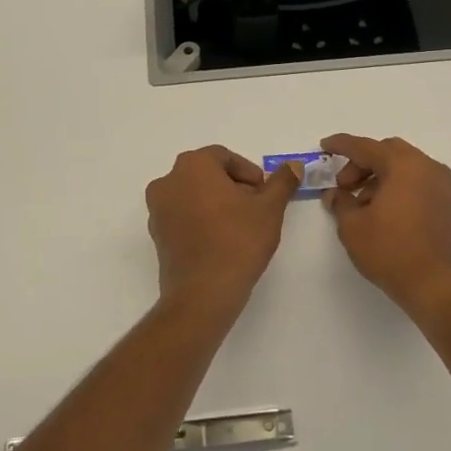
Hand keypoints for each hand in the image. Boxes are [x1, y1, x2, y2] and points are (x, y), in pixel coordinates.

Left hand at [145, 146, 303, 311]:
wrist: (203, 293)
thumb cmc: (238, 241)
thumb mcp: (270, 208)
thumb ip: (282, 182)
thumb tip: (294, 165)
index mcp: (193, 165)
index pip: (225, 157)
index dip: (249, 173)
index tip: (264, 194)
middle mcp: (169, 180)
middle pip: (207, 174)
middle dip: (233, 187)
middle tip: (255, 209)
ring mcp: (157, 209)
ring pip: (193, 195)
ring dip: (216, 203)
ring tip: (240, 226)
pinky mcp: (156, 234)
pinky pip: (182, 216)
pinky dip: (200, 220)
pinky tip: (220, 241)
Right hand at [322, 134, 450, 319]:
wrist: (436, 285)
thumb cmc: (391, 251)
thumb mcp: (353, 226)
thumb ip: (340, 202)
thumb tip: (335, 195)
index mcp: (404, 165)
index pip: (366, 147)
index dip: (342, 145)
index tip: (324, 146)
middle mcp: (426, 166)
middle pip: (387, 152)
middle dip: (361, 164)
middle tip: (343, 185)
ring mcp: (440, 184)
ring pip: (402, 166)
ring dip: (378, 176)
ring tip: (359, 204)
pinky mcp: (446, 203)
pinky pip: (415, 181)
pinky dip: (395, 186)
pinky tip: (379, 210)